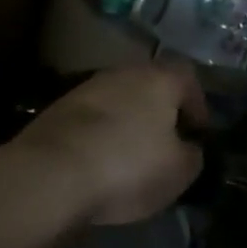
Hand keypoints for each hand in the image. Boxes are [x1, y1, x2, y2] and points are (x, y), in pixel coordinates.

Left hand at [6, 61, 207, 226]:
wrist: (49, 175)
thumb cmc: (128, 166)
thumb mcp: (180, 171)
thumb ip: (193, 155)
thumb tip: (189, 149)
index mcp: (160, 78)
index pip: (189, 78)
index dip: (197, 105)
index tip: (198, 133)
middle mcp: (125, 72)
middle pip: (151, 86)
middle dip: (160, 112)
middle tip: (166, 142)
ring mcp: (87, 88)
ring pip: (119, 101)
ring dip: (127, 122)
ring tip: (131, 156)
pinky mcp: (57, 110)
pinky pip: (91, 119)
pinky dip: (99, 135)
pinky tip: (99, 162)